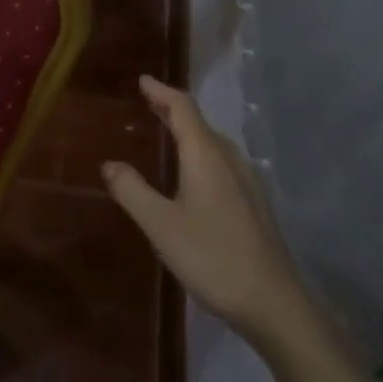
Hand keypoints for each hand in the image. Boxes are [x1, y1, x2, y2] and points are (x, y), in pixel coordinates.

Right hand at [103, 77, 315, 349]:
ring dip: (189, 131)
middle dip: (173, 109)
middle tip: (149, 102)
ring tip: (168, 131)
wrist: (272, 301)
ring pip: (214, 143)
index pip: (183, 108)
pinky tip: (195, 173)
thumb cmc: (212, 257)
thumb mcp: (161, 225)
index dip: (161, 91)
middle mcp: (229, 159)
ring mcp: (247, 181)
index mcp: (206, 155)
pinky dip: (201, 151)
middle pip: (200, 122)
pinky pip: (222, 161)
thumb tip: (110, 163)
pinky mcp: (254, 203)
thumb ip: (132, 191)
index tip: (142, 80)